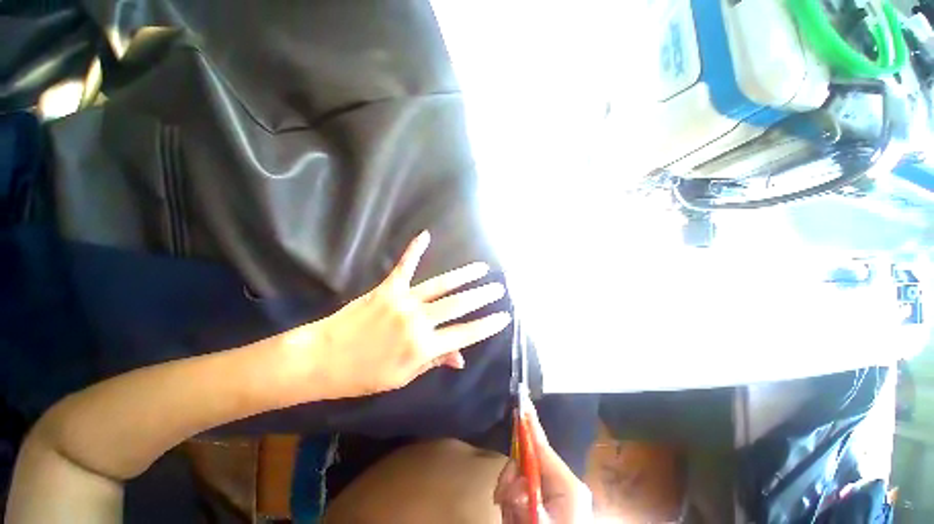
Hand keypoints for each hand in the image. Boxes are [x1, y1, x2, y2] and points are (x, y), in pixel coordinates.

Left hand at [280, 231, 511, 399]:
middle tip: (498, 288)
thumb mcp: (403, 376)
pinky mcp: (388, 288)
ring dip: (464, 276)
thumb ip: (434, 361)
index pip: (465, 334)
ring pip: (441, 285)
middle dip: (482, 296)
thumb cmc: (363, 375)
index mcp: (424, 347)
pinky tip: (425, 235)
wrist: (322, 358)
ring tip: (481, 268)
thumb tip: (460, 357)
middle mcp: (418, 321)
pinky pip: (405, 266)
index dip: (487, 325)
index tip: (504, 316)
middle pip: (458, 305)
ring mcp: (403, 301)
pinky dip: (415, 250)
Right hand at [494, 402, 593, 523]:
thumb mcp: (541, 523)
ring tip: (512, 516)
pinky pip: (521, 490)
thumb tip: (515, 481)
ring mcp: (553, 492)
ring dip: (510, 493)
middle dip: (512, 476)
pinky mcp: (544, 501)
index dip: (530, 423)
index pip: (543, 446)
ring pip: (521, 476)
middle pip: (528, 461)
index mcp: (567, 485)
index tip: (522, 401)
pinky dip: (512, 501)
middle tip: (501, 498)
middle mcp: (561, 483)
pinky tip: (515, 517)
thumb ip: (527, 499)